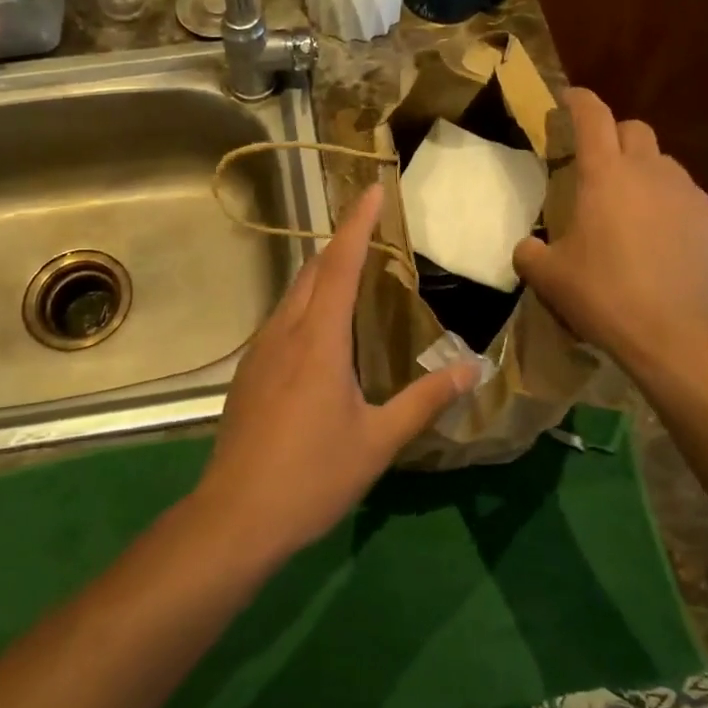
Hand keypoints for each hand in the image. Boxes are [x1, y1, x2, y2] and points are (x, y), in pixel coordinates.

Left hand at [195, 184, 476, 563]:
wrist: (235, 517)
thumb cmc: (312, 476)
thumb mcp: (378, 441)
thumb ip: (424, 400)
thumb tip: (471, 370)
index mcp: (318, 340)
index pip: (339, 266)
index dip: (356, 224)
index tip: (371, 190)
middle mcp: (284, 333)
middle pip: (311, 273)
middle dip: (340, 245)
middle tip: (372, 231)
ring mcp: (259, 353)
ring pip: (292, 297)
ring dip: (321, 277)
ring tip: (353, 277)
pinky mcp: (247, 375)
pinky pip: (280, 323)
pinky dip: (306, 308)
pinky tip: (321, 335)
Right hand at [513, 89, 707, 374]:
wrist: (677, 335)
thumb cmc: (604, 295)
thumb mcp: (549, 278)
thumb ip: (531, 253)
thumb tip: (528, 247)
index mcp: (605, 176)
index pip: (592, 117)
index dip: (579, 101)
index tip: (570, 99)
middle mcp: (652, 173)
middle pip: (636, 130)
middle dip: (616, 138)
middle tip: (601, 169)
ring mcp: (692, 196)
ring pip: (667, 168)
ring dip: (647, 178)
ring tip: (636, 216)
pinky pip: (693, 206)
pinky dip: (676, 215)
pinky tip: (668, 250)